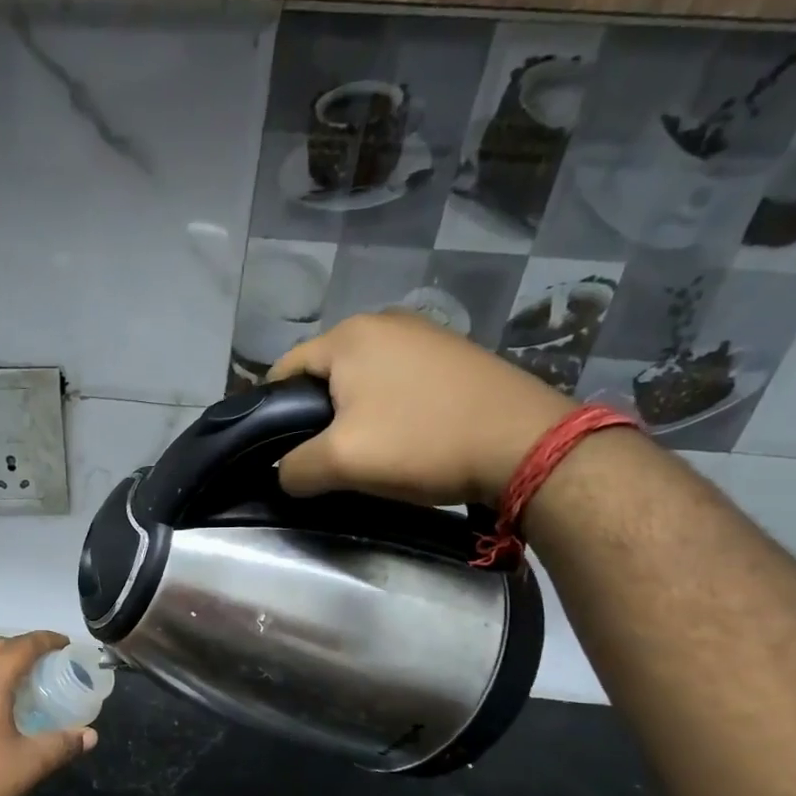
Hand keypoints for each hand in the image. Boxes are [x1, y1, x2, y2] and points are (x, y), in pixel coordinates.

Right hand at [268, 311, 576, 506]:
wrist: (524, 444)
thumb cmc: (421, 443)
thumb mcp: (340, 462)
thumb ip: (294, 468)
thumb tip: (286, 474)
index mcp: (349, 336)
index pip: (283, 370)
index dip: (270, 414)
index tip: (278, 451)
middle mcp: (383, 321)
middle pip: (323, 373)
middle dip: (315, 415)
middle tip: (326, 456)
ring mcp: (424, 334)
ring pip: (361, 378)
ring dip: (353, 413)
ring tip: (366, 450)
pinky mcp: (453, 354)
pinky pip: (398, 379)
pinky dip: (388, 406)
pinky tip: (404, 435)